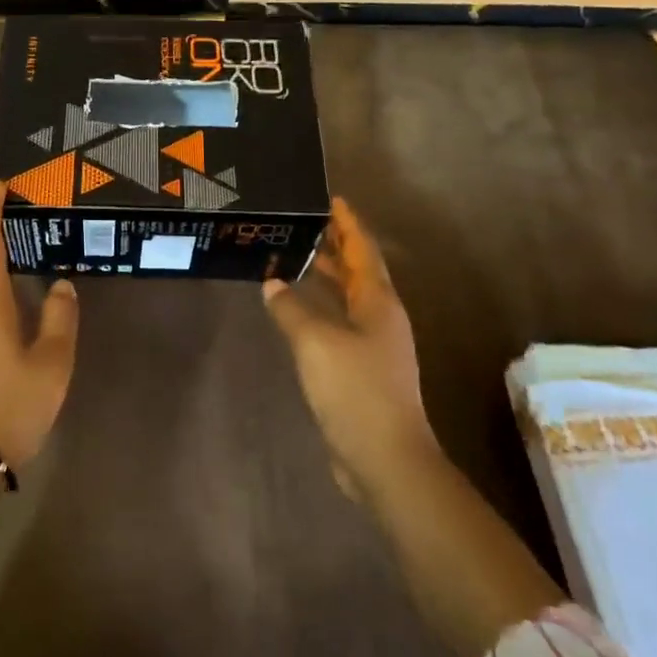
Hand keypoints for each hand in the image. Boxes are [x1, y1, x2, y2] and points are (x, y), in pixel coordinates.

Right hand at [262, 197, 436, 499]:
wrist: (383, 457)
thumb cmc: (355, 389)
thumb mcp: (315, 341)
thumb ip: (290, 308)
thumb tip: (273, 283)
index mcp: (378, 303)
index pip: (362, 251)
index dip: (347, 224)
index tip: (330, 199)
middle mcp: (379, 318)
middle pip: (357, 272)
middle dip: (334, 246)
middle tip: (304, 224)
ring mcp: (372, 346)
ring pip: (347, 298)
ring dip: (325, 276)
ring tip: (295, 257)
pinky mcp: (359, 370)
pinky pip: (337, 324)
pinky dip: (318, 307)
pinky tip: (295, 310)